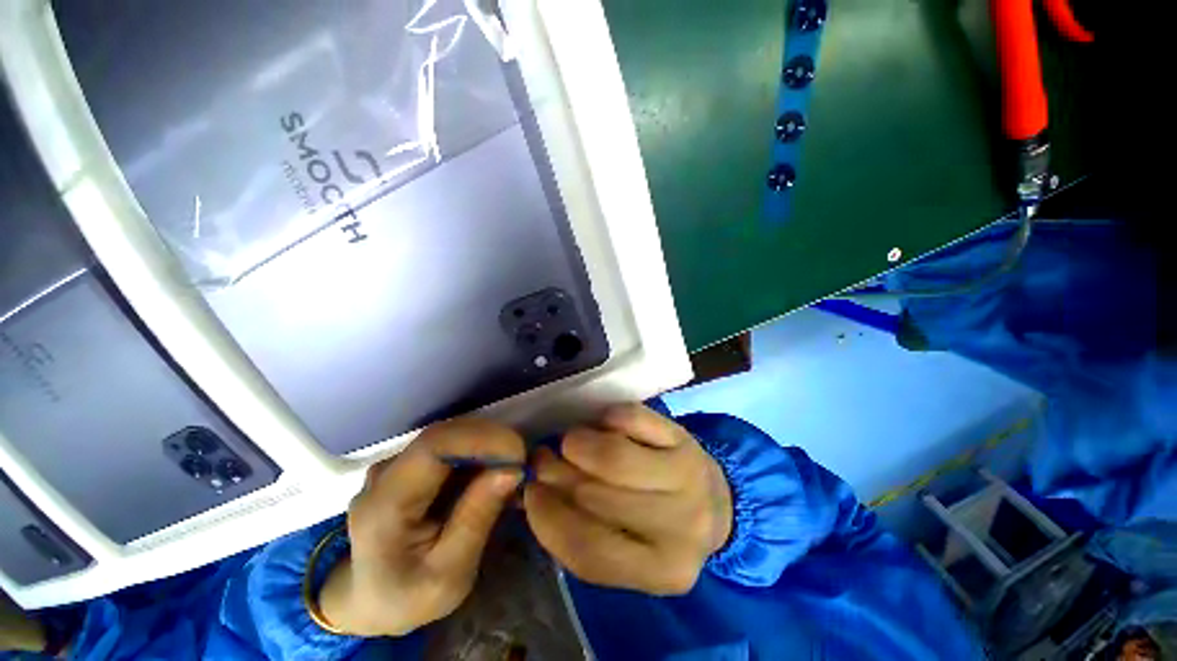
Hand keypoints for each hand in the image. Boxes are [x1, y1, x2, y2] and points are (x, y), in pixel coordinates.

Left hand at [319, 419, 524, 636]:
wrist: (370, 600)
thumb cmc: (407, 597)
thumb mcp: (449, 575)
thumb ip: (476, 519)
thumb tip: (512, 469)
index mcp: (385, 504)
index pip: (433, 446)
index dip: (480, 439)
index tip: (518, 455)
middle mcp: (385, 472)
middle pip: (446, 435)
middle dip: (492, 441)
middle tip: (524, 464)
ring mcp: (396, 463)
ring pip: (452, 435)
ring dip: (488, 445)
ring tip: (513, 471)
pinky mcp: (410, 463)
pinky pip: (451, 445)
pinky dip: (479, 452)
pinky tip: (494, 473)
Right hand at [524, 404, 732, 594]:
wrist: (715, 501)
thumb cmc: (660, 528)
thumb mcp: (627, 549)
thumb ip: (582, 530)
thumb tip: (534, 493)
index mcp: (661, 571)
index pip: (590, 551)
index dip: (549, 520)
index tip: (530, 493)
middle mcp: (680, 527)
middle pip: (597, 497)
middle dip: (557, 474)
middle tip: (543, 460)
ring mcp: (686, 477)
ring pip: (613, 456)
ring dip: (577, 444)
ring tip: (570, 443)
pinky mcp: (684, 437)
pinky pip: (632, 418)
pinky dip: (606, 418)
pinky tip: (603, 426)